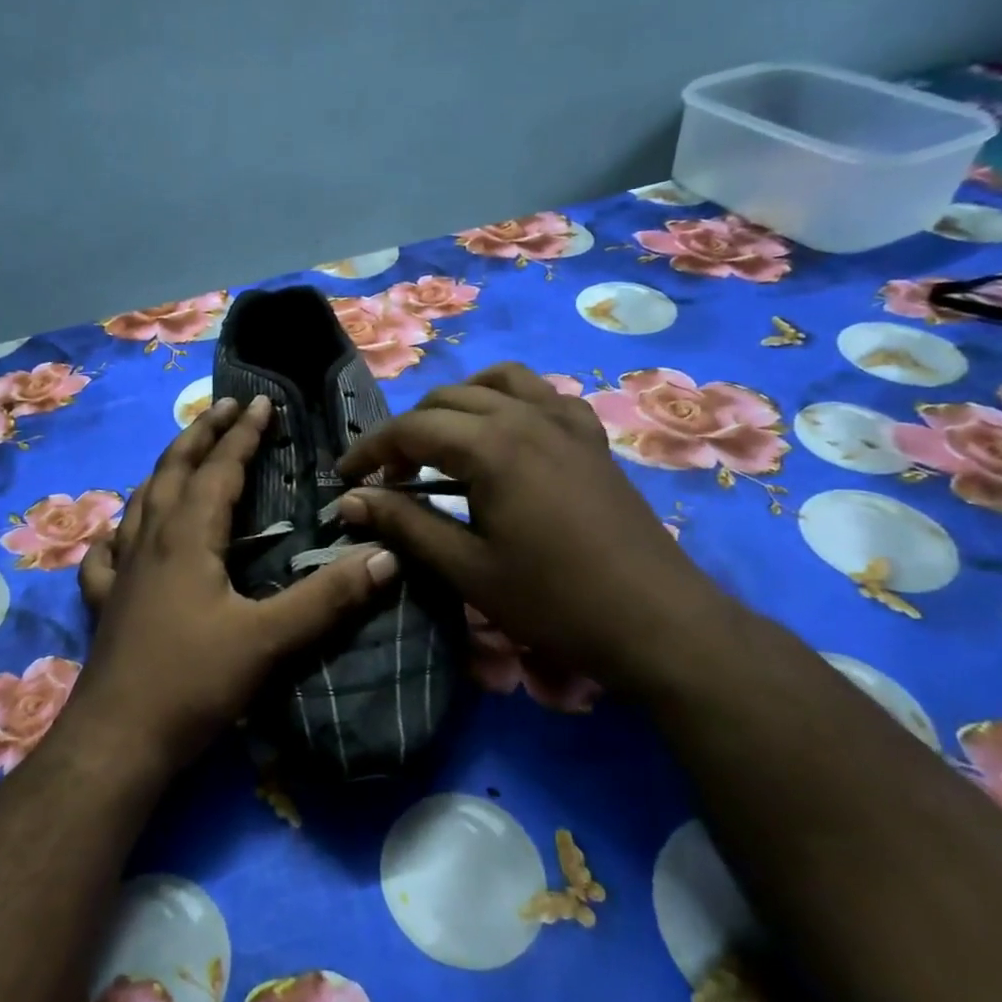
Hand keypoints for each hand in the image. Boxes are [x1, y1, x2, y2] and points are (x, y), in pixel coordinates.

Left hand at [72, 395, 397, 775]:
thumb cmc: (193, 683)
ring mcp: (121, 571)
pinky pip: (107, 551)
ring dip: (165, 469)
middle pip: (173, 470)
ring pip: (140, 501)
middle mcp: (149, 541)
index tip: (263, 402)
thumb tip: (386, 556)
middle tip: (224, 406)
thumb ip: (328, 598)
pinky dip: (119, 529)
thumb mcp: (269, 640)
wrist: (117, 741)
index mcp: (187, 538)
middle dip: (201, 433)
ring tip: (183, 454)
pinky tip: (121, 534)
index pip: (219, 469)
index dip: (243, 433)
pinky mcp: (105, 602)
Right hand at [336, 363, 736, 691]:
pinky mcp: (591, 437)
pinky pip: (543, 395)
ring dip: (457, 403)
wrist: (656, 621)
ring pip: (496, 381)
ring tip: (441, 443)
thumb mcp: (467, 569)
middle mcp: (526, 416)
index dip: (370, 450)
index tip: (345, 477)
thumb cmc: (554, 601)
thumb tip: (350, 500)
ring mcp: (565, 421)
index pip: (411, 428)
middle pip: (447, 399)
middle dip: (407, 431)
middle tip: (389, 478)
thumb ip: (405, 525)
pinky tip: (507, 435)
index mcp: (491, 446)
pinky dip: (511, 401)